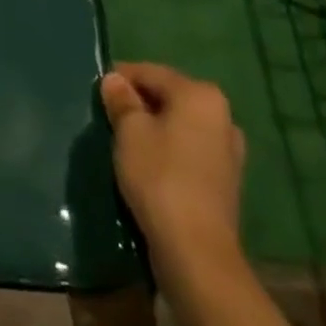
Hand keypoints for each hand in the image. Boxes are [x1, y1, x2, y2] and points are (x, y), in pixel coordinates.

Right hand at [101, 63, 245, 274]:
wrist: (197, 252)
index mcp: (200, 95)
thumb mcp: (129, 131)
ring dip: (154, 128)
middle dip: (139, 103)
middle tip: (109, 116)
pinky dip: (169, 150)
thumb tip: (115, 80)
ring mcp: (228, 151)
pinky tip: (149, 165)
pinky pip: (189, 151)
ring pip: (180, 125)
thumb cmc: (159, 177)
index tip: (97, 91)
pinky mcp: (225, 181)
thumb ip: (121, 100)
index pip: (152, 72)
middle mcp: (222, 116)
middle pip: (169, 97)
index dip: (121, 78)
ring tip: (126, 142)